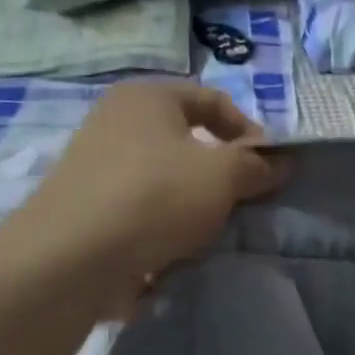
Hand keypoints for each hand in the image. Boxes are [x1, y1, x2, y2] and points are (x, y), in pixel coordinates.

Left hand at [0, 83, 282, 315]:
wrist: (72, 258)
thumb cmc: (156, 197)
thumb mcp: (224, 175)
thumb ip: (258, 165)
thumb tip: (283, 163)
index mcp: (147, 97)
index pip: (215, 101)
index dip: (251, 132)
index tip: (270, 169)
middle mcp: (116, 120)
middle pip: (189, 141)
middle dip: (222, 172)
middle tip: (244, 201)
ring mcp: (96, 164)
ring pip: (167, 178)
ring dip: (195, 202)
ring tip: (211, 231)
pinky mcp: (87, 206)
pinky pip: (142, 208)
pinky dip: (164, 225)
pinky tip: (175, 250)